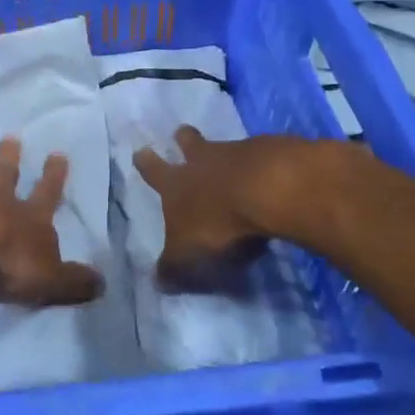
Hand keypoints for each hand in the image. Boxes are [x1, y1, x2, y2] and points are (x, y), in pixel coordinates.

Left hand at [0, 137, 104, 307]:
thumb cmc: (7, 258)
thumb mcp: (49, 279)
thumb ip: (72, 282)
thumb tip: (102, 283)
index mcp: (30, 219)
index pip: (47, 196)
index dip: (53, 178)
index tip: (58, 154)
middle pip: (6, 176)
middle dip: (11, 159)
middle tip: (11, 137)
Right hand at [134, 128, 290, 294]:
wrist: (269, 189)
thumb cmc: (218, 223)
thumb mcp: (187, 256)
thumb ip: (173, 268)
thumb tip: (157, 282)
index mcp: (176, 183)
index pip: (154, 171)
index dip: (146, 163)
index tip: (141, 151)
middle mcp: (204, 161)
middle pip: (189, 143)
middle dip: (184, 140)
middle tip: (181, 133)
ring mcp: (239, 152)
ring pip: (226, 148)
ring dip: (225, 154)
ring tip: (231, 161)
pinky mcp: (273, 152)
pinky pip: (263, 156)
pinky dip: (263, 165)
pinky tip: (272, 179)